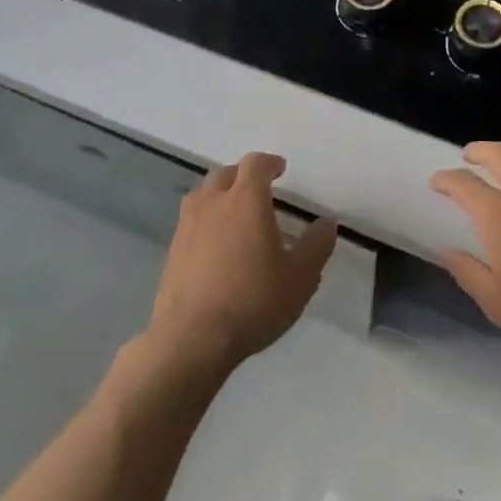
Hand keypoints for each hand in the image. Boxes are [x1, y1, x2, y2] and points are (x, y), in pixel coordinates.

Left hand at [146, 152, 336, 376]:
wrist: (192, 338)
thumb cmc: (252, 301)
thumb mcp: (299, 278)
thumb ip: (316, 247)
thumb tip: (327, 223)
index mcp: (246, 199)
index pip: (255, 164)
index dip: (269, 163)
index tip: (280, 169)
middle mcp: (213, 202)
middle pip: (226, 173)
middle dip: (243, 176)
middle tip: (259, 191)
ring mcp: (187, 225)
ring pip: (203, 194)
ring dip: (220, 195)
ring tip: (234, 214)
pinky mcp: (172, 249)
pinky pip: (191, 220)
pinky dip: (205, 220)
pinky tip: (215, 245)